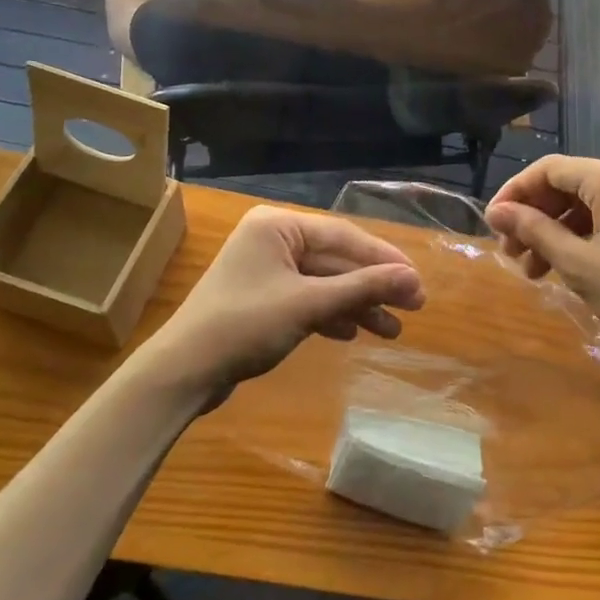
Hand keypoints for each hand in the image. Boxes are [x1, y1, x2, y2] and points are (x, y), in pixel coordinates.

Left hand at [132, 206, 425, 397]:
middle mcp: (272, 240)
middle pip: (335, 260)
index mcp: (278, 226)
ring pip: (324, 283)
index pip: (343, 236)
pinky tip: (354, 332)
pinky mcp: (261, 300)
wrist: (183, 373)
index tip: (417, 282)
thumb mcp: (309, 304)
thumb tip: (413, 279)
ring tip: (393, 330)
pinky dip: (331, 315)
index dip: (384, 260)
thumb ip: (362, 287)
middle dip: (373, 287)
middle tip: (414, 307)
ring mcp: (265, 271)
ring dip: (357, 305)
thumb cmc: (245, 326)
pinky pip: (307, 299)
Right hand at [483, 155, 599, 362]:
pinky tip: (572, 266)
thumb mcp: (580, 264)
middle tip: (513, 256)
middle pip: (568, 184)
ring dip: (558, 231)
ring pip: (589, 202)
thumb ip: (536, 231)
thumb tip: (498, 212)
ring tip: (537, 271)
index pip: (548, 169)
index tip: (493, 225)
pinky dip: (586, 235)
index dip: (515, 193)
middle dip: (535, 217)